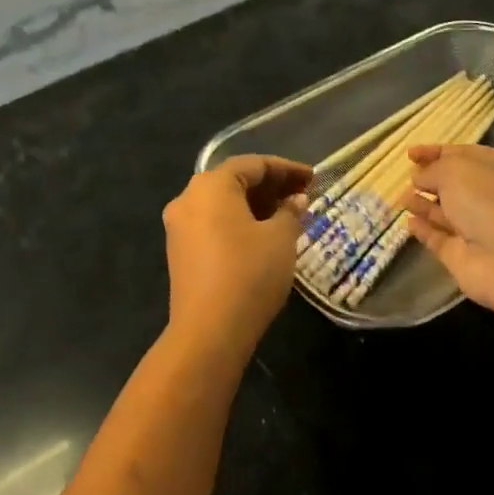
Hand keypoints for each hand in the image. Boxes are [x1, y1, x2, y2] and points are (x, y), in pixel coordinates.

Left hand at [162, 155, 312, 356]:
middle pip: (234, 182)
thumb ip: (290, 213)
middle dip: (271, 186)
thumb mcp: (280, 239)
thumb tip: (295, 201)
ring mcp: (179, 228)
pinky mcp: (180, 253)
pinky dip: (239, 223)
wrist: (209, 330)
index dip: (287, 169)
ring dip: (256, 206)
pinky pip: (213, 225)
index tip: (314, 178)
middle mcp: (188, 199)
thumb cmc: (250, 273)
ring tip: (289, 216)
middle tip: (303, 195)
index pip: (253, 164)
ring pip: (223, 205)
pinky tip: (264, 236)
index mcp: (211, 186)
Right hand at [398, 144, 493, 320]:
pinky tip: (408, 222)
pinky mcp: (461, 254)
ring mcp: (474, 227)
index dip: (434, 152)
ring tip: (401, 198)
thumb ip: (431, 170)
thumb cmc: (486, 200)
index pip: (460, 154)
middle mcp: (485, 196)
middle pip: (452, 185)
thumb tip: (418, 178)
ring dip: (423, 204)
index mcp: (492, 167)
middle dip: (429, 180)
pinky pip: (438, 238)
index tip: (409, 154)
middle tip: (406, 178)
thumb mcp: (454, 170)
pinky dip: (424, 230)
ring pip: (444, 212)